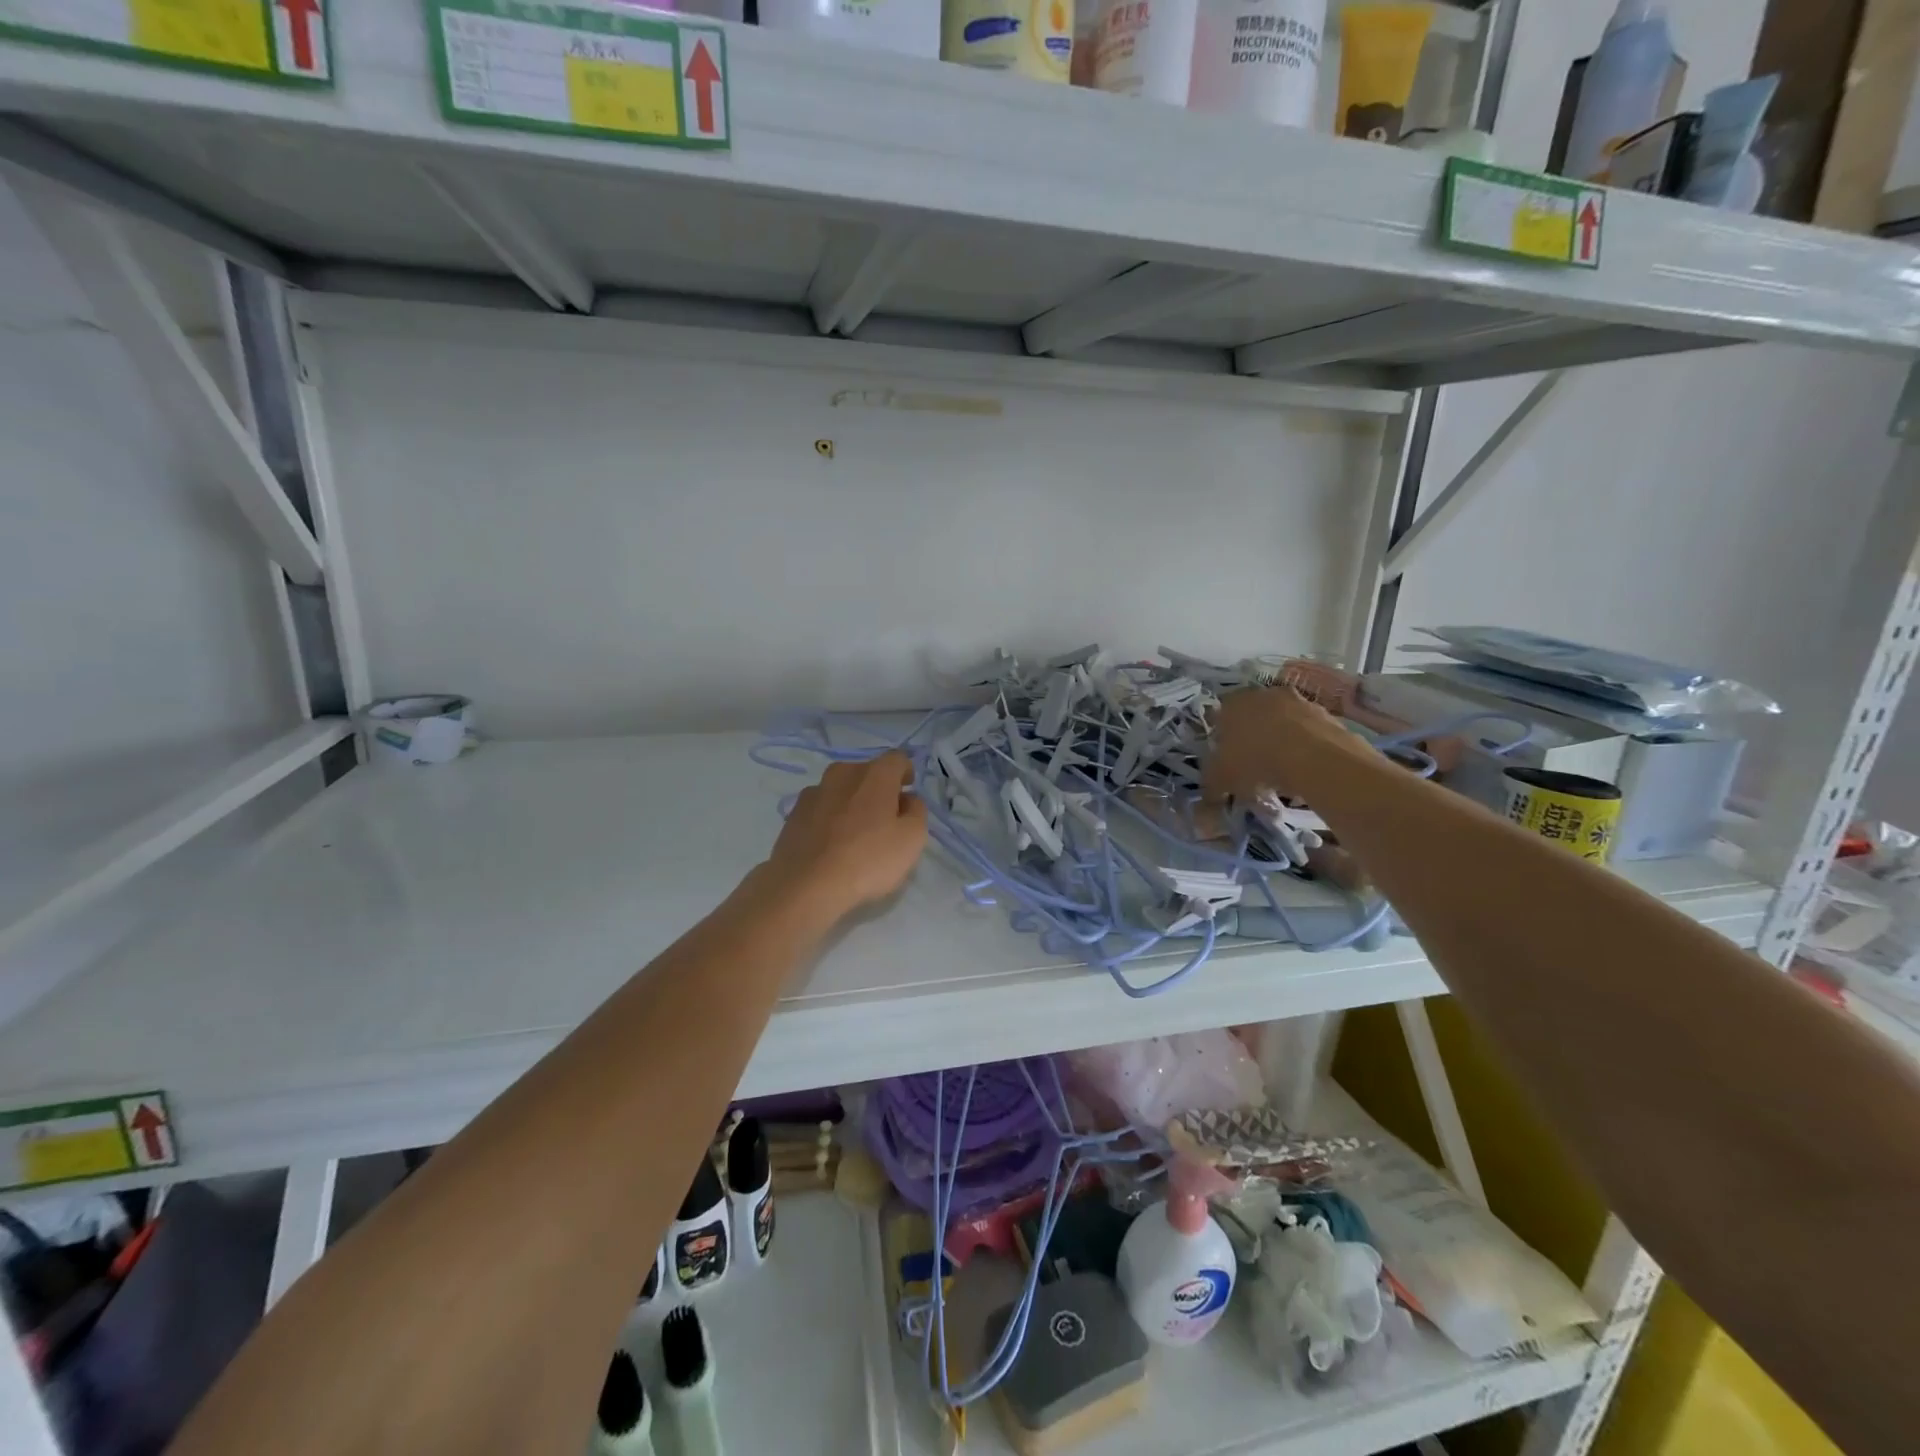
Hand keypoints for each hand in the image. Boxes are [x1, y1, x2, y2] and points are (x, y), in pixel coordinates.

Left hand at [762, 753, 928, 923]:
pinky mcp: (793, 814)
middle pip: (867, 773)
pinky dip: (830, 819)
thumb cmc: (868, 859)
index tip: (908, 793)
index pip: (897, 759)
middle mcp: (842, 773)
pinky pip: (821, 809)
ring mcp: (813, 792)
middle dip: (878, 790)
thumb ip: (916, 811)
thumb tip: (907, 800)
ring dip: (852, 804)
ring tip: (855, 835)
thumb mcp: (912, 839)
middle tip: (885, 819)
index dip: (906, 773)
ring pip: (841, 790)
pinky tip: (832, 846)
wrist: (805, 885)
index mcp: (874, 774)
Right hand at [1202, 687, 1375, 806]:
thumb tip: (1208, 796)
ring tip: (1281, 771)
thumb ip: (1211, 784)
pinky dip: (1305, 746)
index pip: (1219, 716)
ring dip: (1280, 740)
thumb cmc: (1256, 761)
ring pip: (1282, 722)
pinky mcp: (1326, 714)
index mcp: (1232, 704)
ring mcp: (1298, 701)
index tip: (1225, 760)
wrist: (1315, 758)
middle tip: (1252, 765)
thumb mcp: (1222, 779)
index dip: (1221, 738)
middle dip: (1252, 737)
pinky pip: (1308, 732)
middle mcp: (1263, 695)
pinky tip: (1304, 769)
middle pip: (1253, 716)